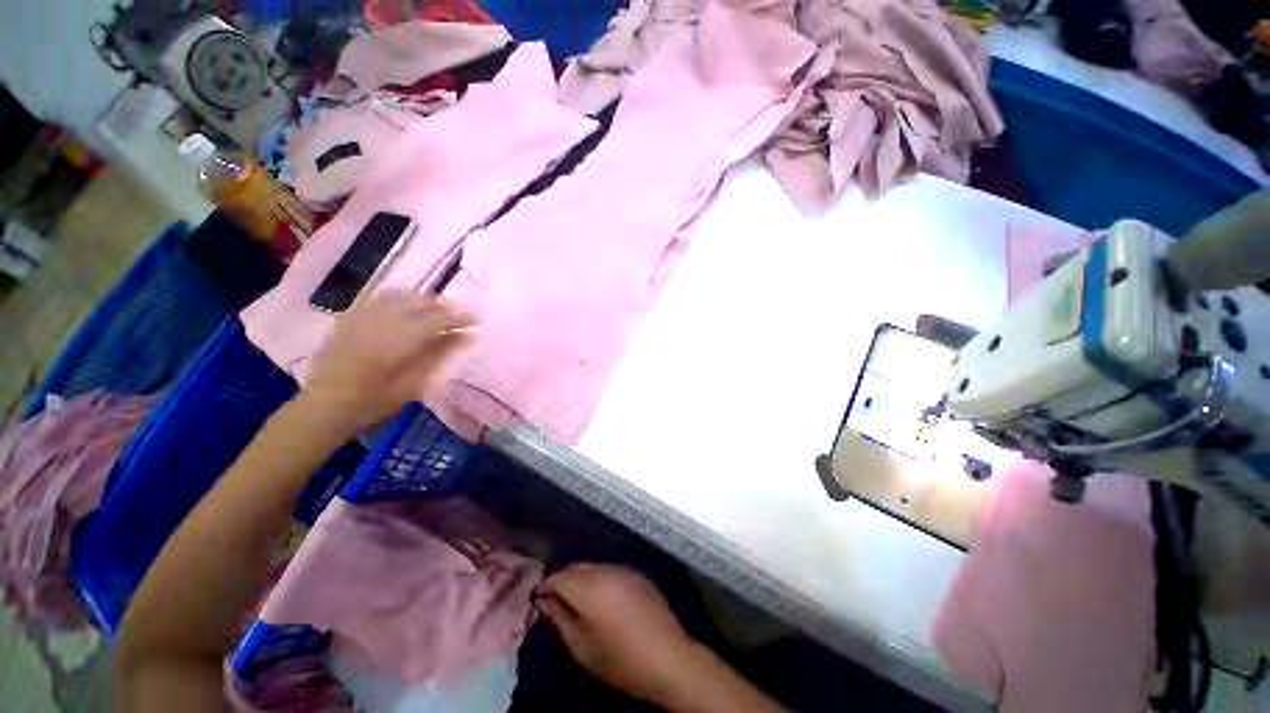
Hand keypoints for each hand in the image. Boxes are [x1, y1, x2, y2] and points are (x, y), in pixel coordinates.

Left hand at [299, 292, 474, 435]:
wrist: (323, 406)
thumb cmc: (373, 402)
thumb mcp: (413, 384)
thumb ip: (439, 356)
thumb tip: (467, 338)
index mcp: (400, 341)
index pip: (439, 321)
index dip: (460, 318)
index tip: (476, 320)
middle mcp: (382, 323)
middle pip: (420, 304)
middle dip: (443, 306)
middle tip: (458, 312)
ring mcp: (363, 318)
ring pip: (399, 297)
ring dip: (421, 300)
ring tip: (434, 306)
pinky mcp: (348, 319)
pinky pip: (376, 298)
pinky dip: (396, 297)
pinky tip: (403, 302)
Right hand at [537, 564, 701, 705]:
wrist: (668, 658)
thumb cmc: (621, 661)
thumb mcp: (583, 649)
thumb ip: (562, 620)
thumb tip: (547, 602)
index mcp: (590, 589)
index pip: (560, 577)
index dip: (546, 585)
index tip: (538, 597)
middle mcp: (606, 571)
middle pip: (577, 567)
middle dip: (563, 579)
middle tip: (554, 598)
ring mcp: (624, 570)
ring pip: (594, 566)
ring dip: (582, 577)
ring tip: (576, 598)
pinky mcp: (638, 574)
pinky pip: (611, 570)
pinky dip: (600, 578)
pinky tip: (601, 596)